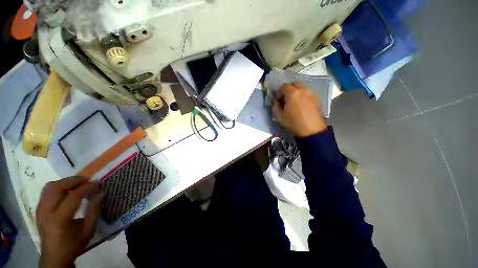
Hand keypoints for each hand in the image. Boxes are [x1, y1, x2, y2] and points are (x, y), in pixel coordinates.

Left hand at [37, 177, 101, 267]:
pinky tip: (67, 192)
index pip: (73, 196)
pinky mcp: (38, 209)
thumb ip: (94, 211)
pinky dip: (58, 187)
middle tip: (87, 181)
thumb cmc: (73, 245)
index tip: (97, 184)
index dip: (87, 188)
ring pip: (50, 187)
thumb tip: (101, 193)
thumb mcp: (88, 230)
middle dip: (74, 181)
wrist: (54, 257)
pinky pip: (47, 192)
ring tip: (77, 184)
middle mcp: (47, 212)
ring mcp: (40, 210)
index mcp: (60, 219)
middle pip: (57, 187)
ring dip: (65, 182)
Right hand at [273, 82, 327, 136]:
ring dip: (296, 91)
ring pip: (302, 87)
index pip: (284, 86)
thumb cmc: (293, 122)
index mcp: (292, 93)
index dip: (279, 92)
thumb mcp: (279, 116)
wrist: (311, 130)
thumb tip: (276, 102)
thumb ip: (275, 106)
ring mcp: (311, 93)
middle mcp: (302, 90)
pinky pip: (308, 92)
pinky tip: (302, 104)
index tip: (278, 100)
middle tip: (286, 99)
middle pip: (294, 84)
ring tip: (294, 101)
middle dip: (288, 89)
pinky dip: (303, 95)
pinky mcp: (316, 98)